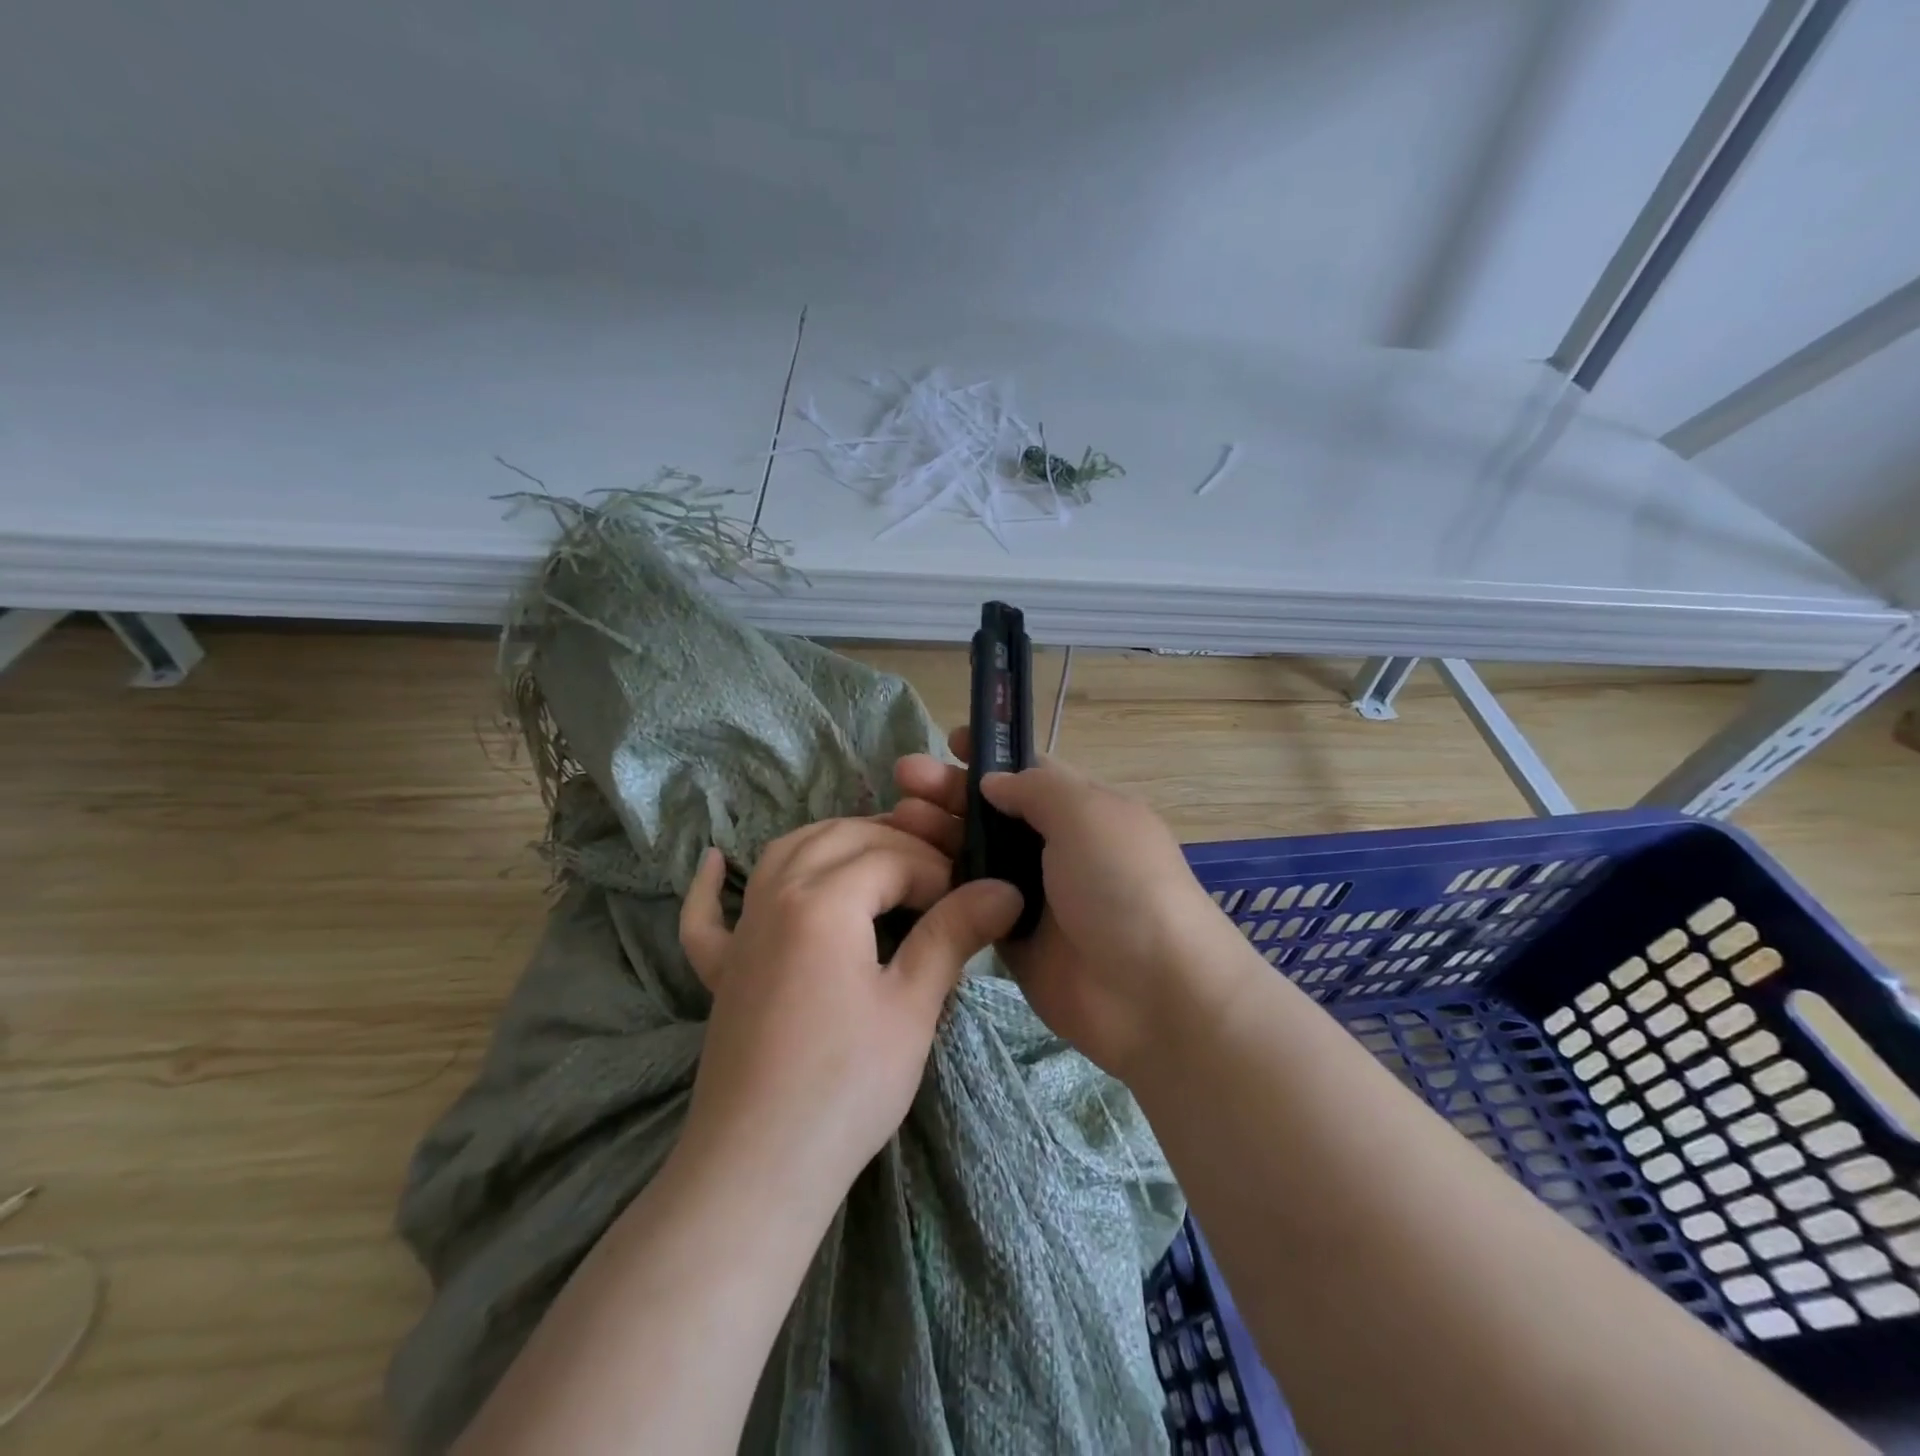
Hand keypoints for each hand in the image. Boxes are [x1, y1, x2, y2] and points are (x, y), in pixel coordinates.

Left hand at [676, 820, 1022, 1205]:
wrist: (759, 1167)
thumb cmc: (846, 1085)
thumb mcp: (912, 1006)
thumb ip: (953, 934)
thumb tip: (1004, 889)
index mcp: (824, 900)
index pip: (891, 856)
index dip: (938, 871)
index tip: (969, 902)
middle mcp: (776, 895)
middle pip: (839, 837)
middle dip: (894, 842)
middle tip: (937, 875)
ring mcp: (741, 931)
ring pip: (783, 854)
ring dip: (831, 842)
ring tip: (871, 855)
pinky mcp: (721, 969)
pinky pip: (707, 914)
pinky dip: (712, 885)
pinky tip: (716, 862)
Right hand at [888, 730, 1232, 1079]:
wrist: (1151, 991)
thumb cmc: (1122, 883)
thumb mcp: (1087, 813)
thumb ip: (1037, 788)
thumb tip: (993, 783)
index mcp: (1081, 810)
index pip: (1028, 772)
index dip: (989, 755)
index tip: (948, 742)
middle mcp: (1055, 848)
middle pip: (992, 811)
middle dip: (949, 790)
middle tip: (903, 778)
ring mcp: (1031, 895)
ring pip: (974, 855)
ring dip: (938, 833)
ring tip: (898, 820)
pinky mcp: (1010, 938)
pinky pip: (969, 902)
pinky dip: (941, 884)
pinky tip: (906, 869)